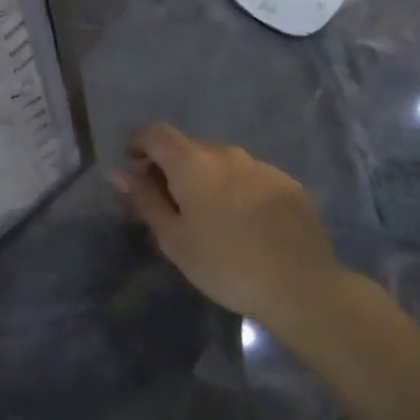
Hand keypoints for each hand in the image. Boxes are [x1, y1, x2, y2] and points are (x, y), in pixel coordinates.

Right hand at [112, 123, 348, 350]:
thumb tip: (117, 172)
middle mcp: (227, 154)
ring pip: (220, 161)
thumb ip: (144, 199)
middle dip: (170, 166)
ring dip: (204, 178)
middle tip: (166, 203)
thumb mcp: (173, 238)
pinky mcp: (288, 184)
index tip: (132, 168)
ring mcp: (261, 166)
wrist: (302, 286)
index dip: (138, 143)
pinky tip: (242, 224)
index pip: (156, 133)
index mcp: (193, 163)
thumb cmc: (225, 264)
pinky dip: (234, 189)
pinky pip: (248, 176)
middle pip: (188, 146)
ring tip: (206, 217)